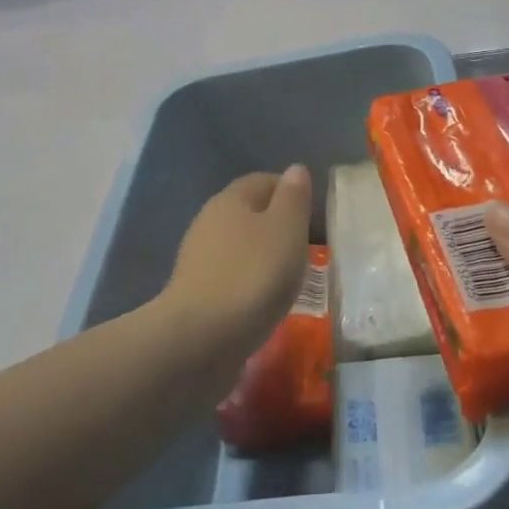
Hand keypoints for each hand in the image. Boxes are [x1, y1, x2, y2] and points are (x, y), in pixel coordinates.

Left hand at [158, 166, 313, 371]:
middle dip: (277, 225)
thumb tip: (295, 169)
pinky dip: (250, 282)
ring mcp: (198, 258)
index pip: (263, 180)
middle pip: (249, 213)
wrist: (200, 340)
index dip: (290, 191)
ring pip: (239, 246)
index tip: (314, 214)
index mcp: (231, 199)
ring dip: (263, 256)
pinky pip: (231, 276)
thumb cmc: (252, 275)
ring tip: (290, 278)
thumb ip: (293, 198)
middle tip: (306, 247)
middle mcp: (209, 221)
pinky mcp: (195, 293)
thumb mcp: (286, 230)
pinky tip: (264, 301)